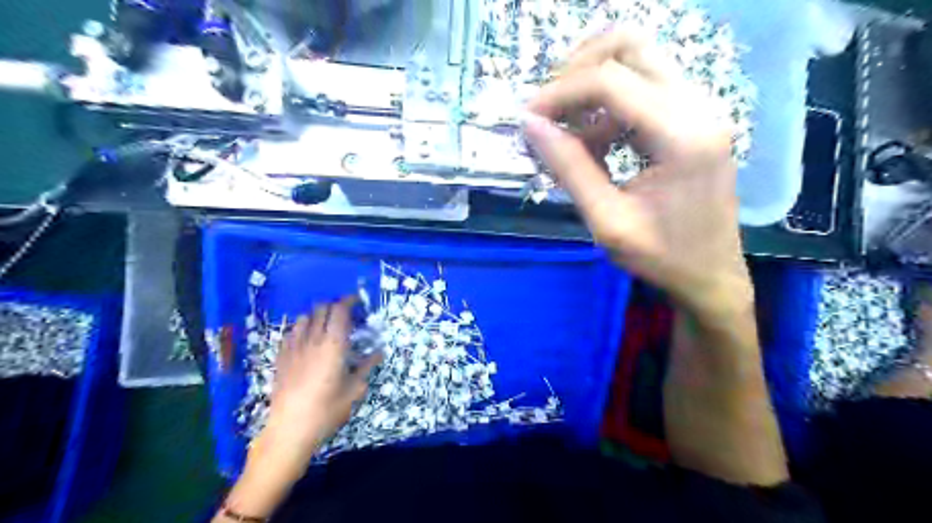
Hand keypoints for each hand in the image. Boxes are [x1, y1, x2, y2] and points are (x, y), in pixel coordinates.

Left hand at [265, 296, 381, 458]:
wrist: (290, 429)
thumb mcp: (354, 390)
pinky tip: (306, 340)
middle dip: (335, 306)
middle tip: (346, 315)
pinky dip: (301, 329)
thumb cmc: (327, 410)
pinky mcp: (281, 357)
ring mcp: (294, 347)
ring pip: (304, 318)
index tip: (358, 301)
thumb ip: (366, 367)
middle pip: (321, 309)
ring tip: (325, 326)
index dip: (349, 301)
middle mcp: (313, 340)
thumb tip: (378, 352)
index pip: (340, 311)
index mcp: (334, 345)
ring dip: (317, 316)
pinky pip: (291, 333)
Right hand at [524, 30, 746, 317]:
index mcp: (682, 135)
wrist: (712, 275)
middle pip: (629, 47)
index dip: (560, 92)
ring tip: (568, 135)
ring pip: (636, 61)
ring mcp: (700, 108)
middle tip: (549, 110)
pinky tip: (595, 143)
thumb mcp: (607, 221)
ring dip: (592, 87)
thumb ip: (569, 168)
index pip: (611, 81)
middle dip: (577, 70)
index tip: (528, 118)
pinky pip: (643, 89)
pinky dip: (609, 106)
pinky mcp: (693, 118)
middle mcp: (698, 106)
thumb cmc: (662, 257)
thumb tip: (530, 125)